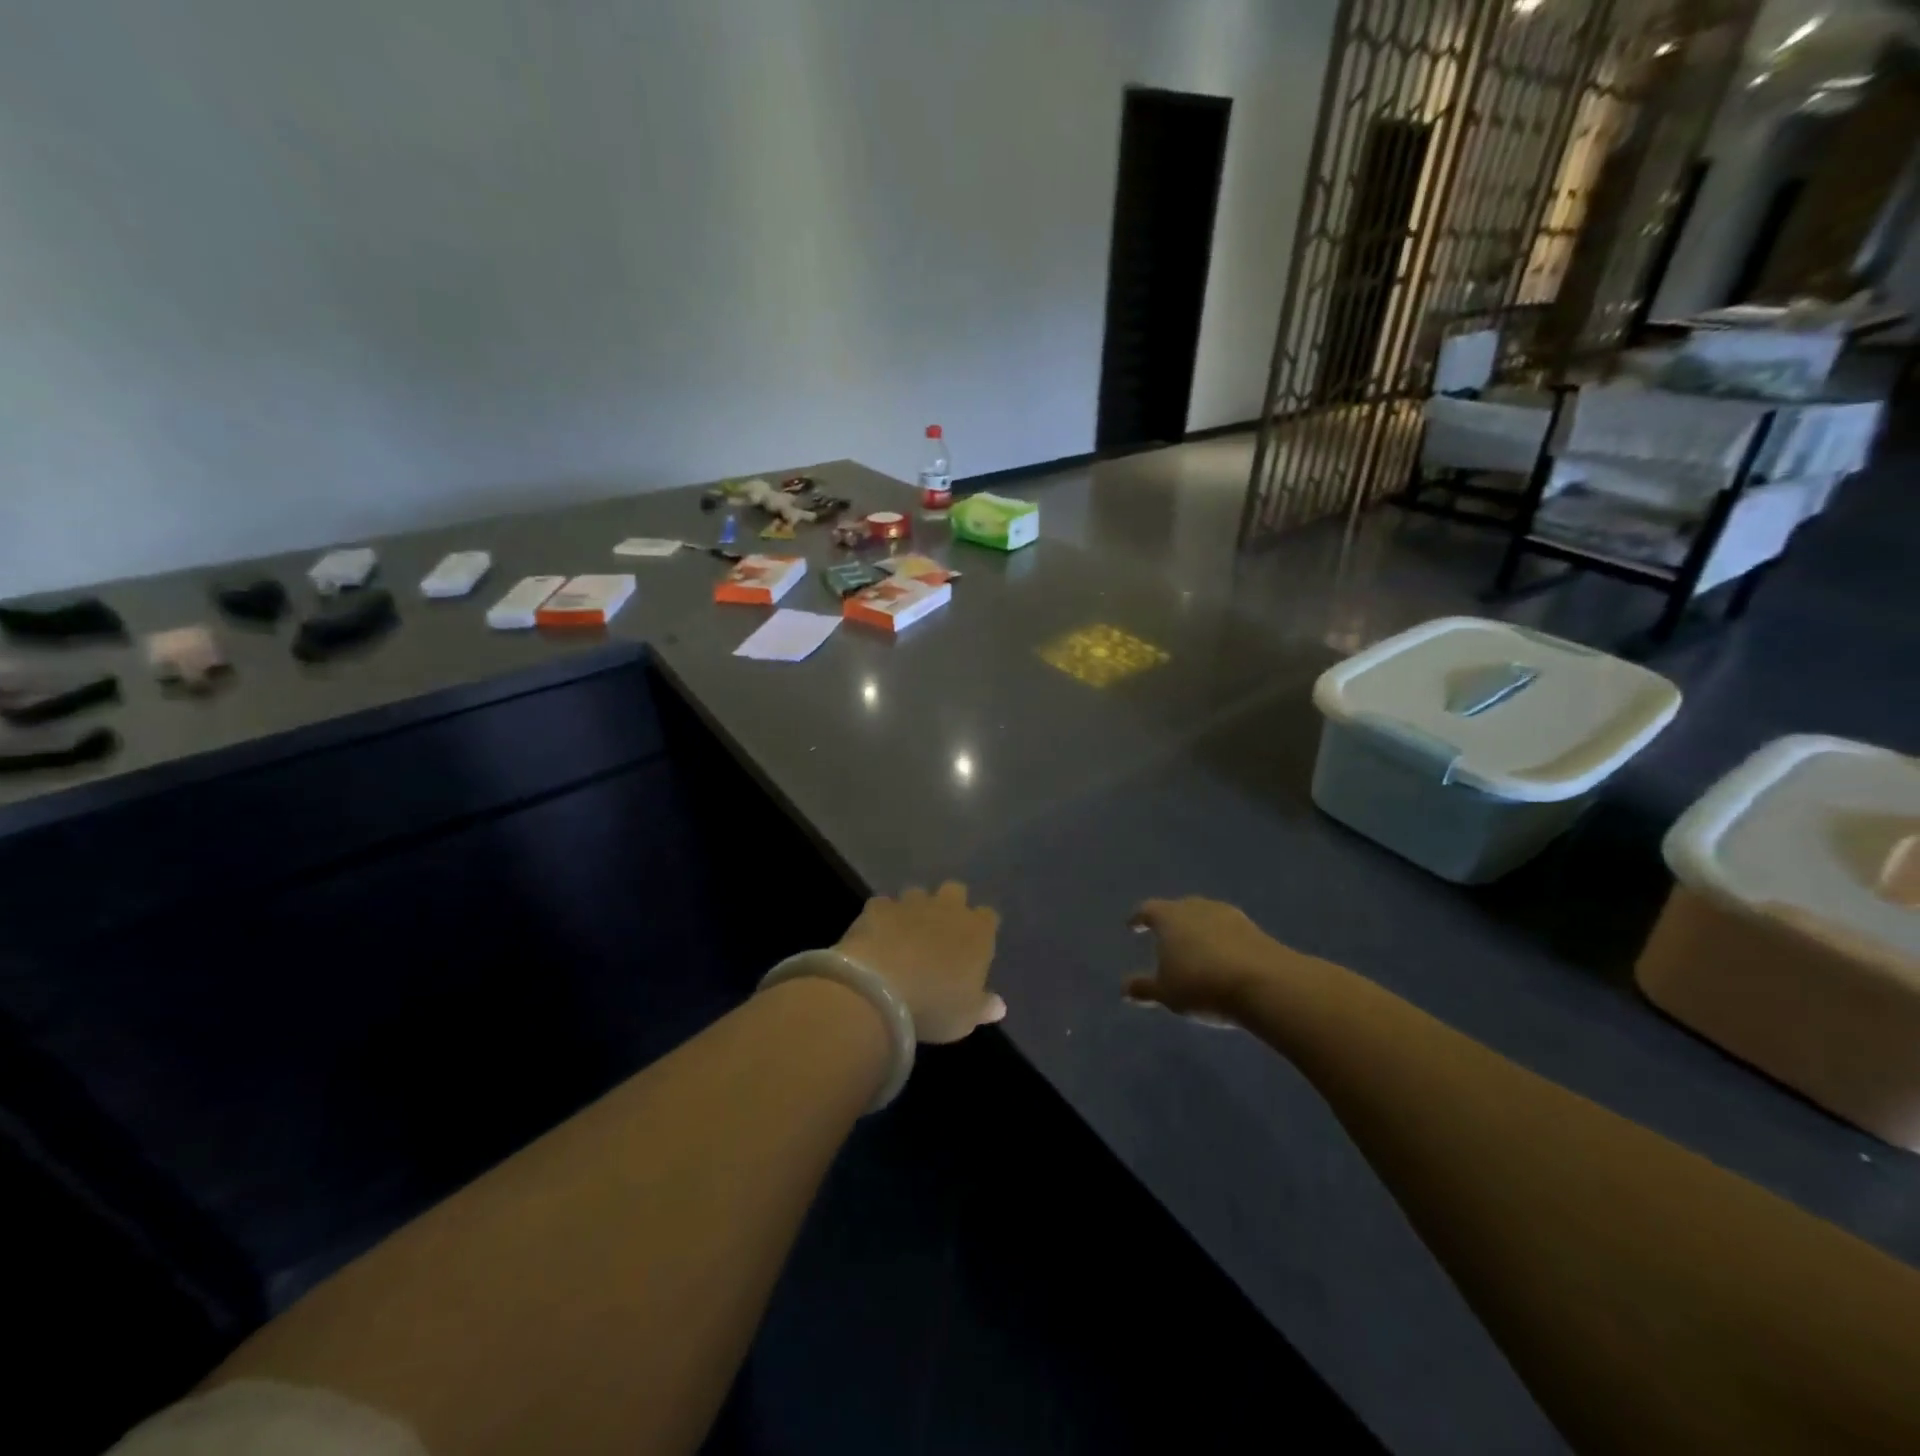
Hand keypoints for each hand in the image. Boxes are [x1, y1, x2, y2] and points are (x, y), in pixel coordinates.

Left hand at [837, 883, 1004, 1043]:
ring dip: (914, 909)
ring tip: (904, 934)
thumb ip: (983, 1007)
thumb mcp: (965, 1018)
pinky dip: (882, 918)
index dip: (981, 928)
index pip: (988, 917)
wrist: (880, 993)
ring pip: (917, 893)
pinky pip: (883, 905)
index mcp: (977, 931)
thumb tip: (999, 1006)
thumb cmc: (934, 1007)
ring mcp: (910, 903)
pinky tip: (876, 937)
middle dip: (950, 905)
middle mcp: (947, 908)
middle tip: (940, 932)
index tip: (974, 946)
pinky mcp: (878, 907)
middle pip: (955, 891)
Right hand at [1125, 896, 1302, 1021]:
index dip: (1139, 919)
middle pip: (1178, 909)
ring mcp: (1228, 915)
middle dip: (1171, 922)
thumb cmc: (1202, 984)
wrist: (1264, 983)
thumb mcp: (1167, 993)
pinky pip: (1228, 931)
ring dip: (1198, 930)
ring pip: (1205, 917)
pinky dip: (1221, 941)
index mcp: (1169, 917)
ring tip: (1195, 949)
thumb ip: (1144, 988)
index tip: (1133, 926)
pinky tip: (1223, 958)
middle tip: (1166, 938)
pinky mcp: (1254, 929)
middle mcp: (1196, 907)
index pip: (1148, 910)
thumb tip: (1124, 989)